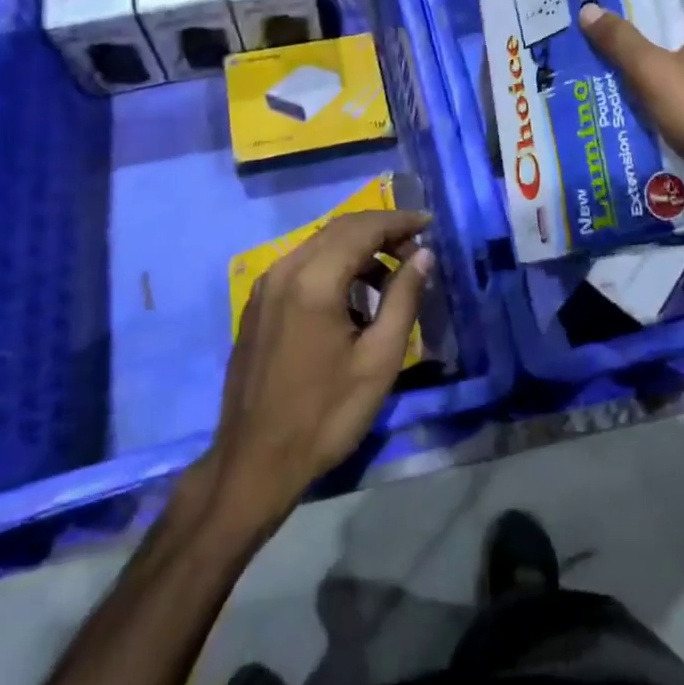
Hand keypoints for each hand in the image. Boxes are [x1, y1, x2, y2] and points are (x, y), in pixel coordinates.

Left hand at [205, 210, 431, 531]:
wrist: (254, 463)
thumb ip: (403, 298)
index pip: (362, 228)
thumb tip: (423, 255)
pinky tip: (353, 296)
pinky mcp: (257, 304)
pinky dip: (333, 265)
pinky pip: (302, 266)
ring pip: (319, 245)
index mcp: (313, 280)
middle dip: (380, 231)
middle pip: (339, 229)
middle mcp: (284, 270)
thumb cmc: (324, 416)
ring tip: (391, 275)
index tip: (429, 223)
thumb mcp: (378, 360)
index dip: (399, 221)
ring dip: (357, 248)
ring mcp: (265, 286)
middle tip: (415, 248)